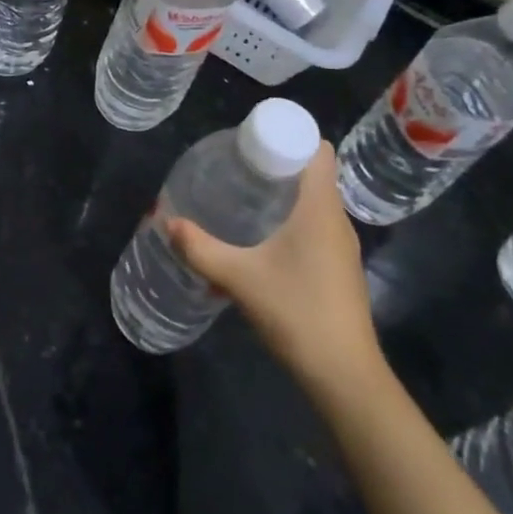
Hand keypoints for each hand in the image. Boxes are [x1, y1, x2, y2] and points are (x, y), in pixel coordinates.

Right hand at [166, 142, 382, 400]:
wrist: (344, 376)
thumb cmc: (297, 312)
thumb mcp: (240, 278)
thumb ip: (201, 249)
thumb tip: (167, 222)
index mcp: (320, 208)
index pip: (320, 150)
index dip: (292, 137)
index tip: (256, 143)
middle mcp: (337, 220)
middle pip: (315, 173)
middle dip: (280, 164)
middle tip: (240, 167)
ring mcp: (343, 247)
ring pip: (317, 202)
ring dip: (287, 194)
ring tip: (247, 197)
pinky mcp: (341, 270)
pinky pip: (319, 226)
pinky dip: (295, 220)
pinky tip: (266, 239)